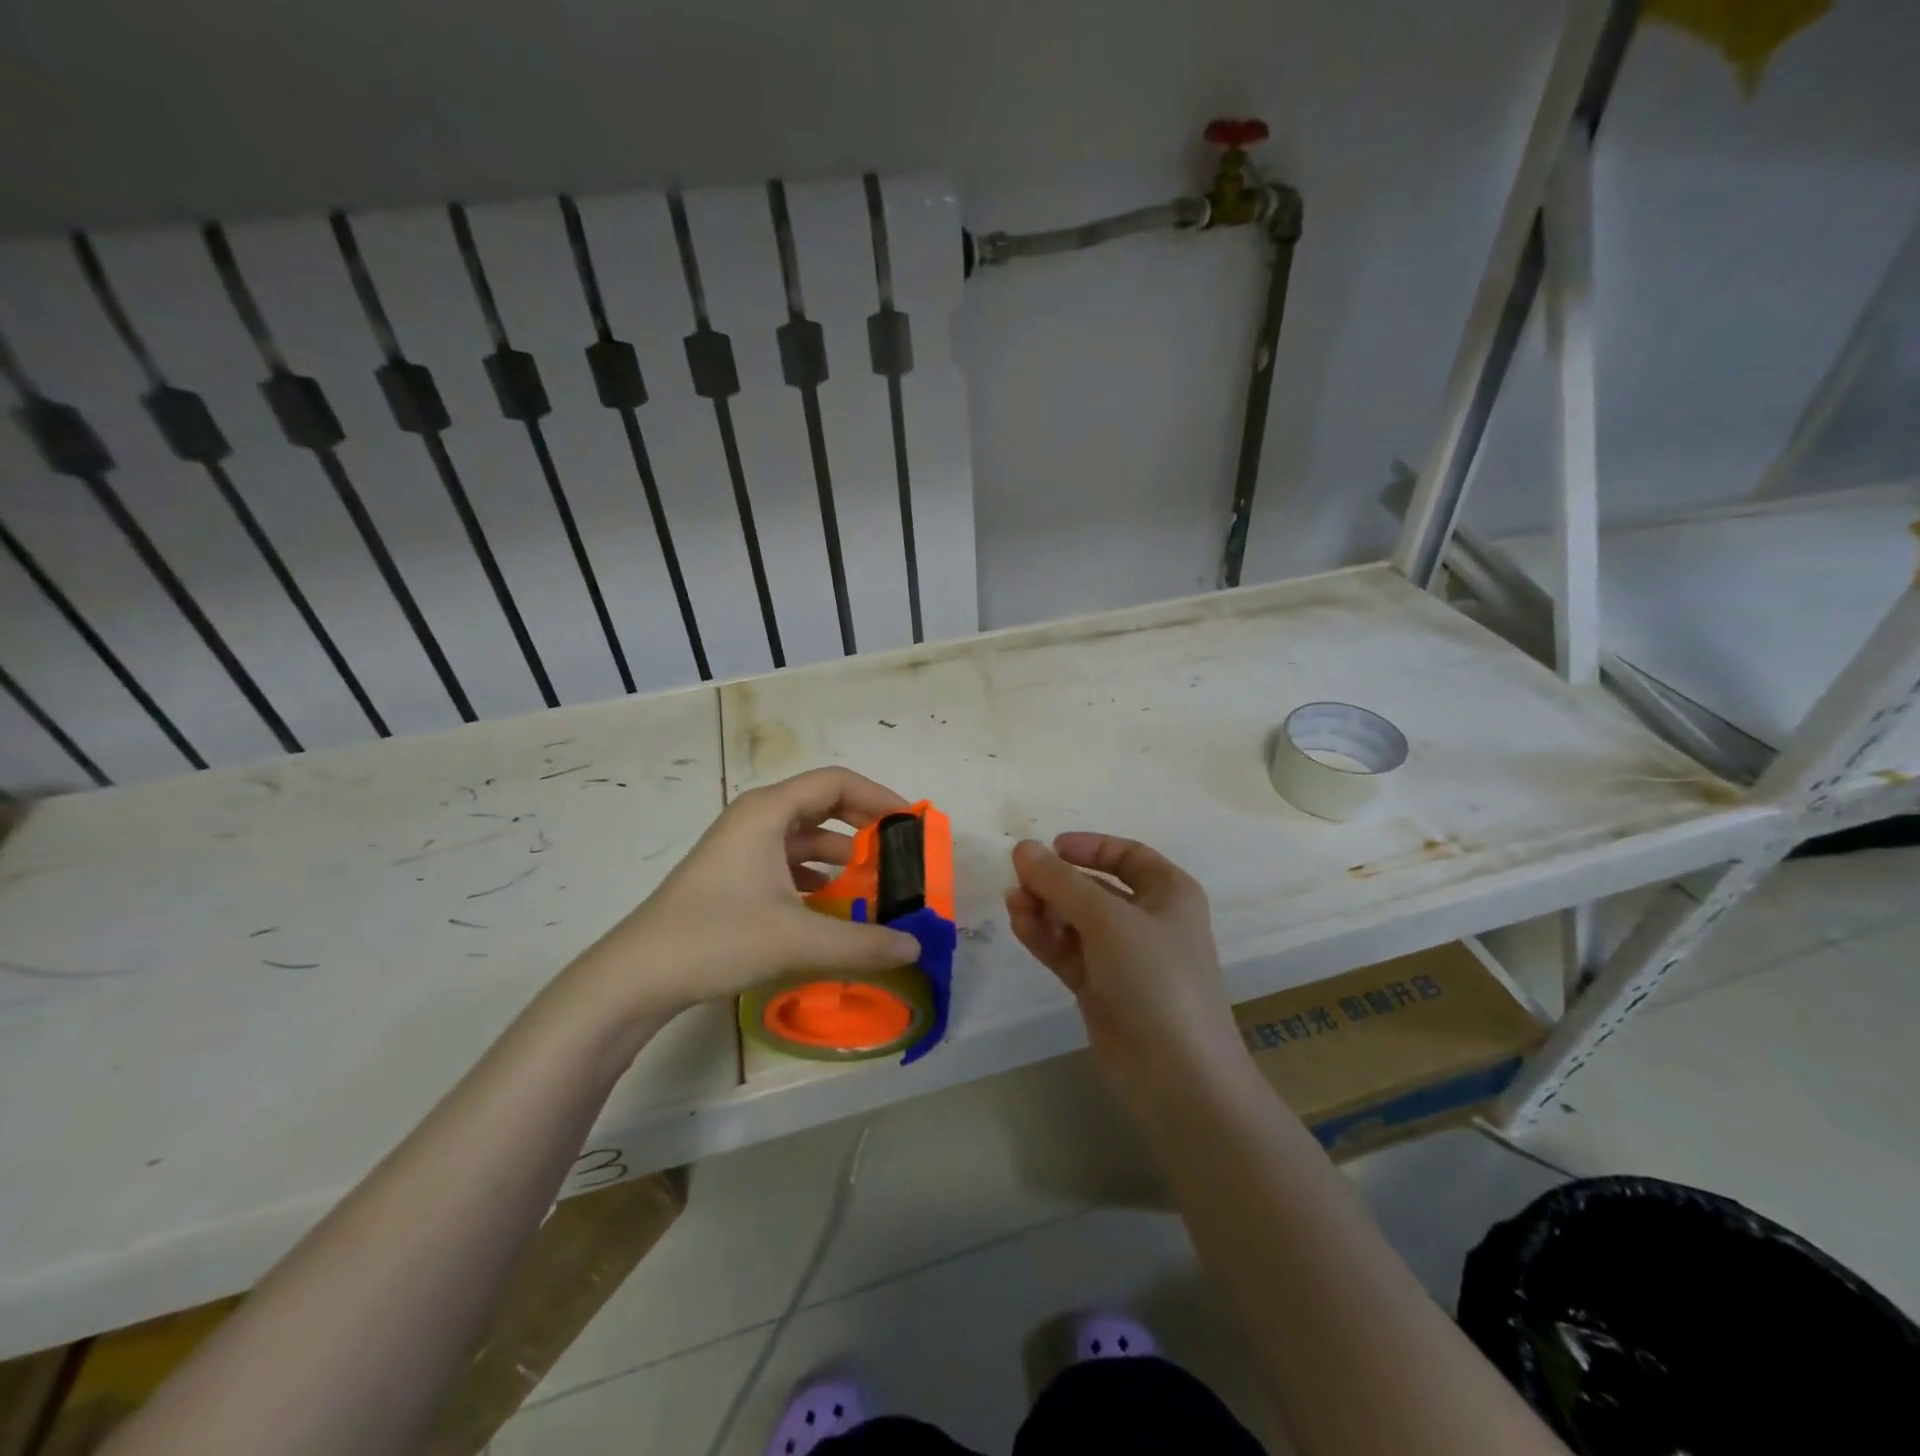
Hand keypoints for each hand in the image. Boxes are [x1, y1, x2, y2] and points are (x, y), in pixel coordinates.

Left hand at [570, 768, 922, 1024]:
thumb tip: (915, 948)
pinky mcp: (732, 875)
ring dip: (841, 855)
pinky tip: (832, 905)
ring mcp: (741, 847)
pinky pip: (787, 861)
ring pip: (804, 836)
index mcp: (769, 811)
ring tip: (874, 883)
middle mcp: (756, 818)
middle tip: (899, 853)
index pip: (837, 782)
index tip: (911, 824)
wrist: (636, 975)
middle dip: (864, 825)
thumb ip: (862, 942)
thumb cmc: (717, 938)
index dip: (879, 796)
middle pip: (822, 804)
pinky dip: (816, 875)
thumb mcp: (798, 939)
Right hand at [1007, 834, 1246, 1119]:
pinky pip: (1067, 950)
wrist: (1177, 1074)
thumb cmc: (1154, 977)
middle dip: (1056, 882)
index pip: (1126, 855)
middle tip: (1018, 881)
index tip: (1049, 848)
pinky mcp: (1101, 988)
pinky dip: (1044, 936)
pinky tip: (1019, 925)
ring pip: (1075, 920)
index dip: (1089, 847)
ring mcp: (1123, 957)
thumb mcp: (1107, 918)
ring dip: (1044, 909)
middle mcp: (1148, 920)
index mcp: (1168, 893)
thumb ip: (1060, 882)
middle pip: (1094, 888)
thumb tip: (1022, 848)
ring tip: (1014, 905)